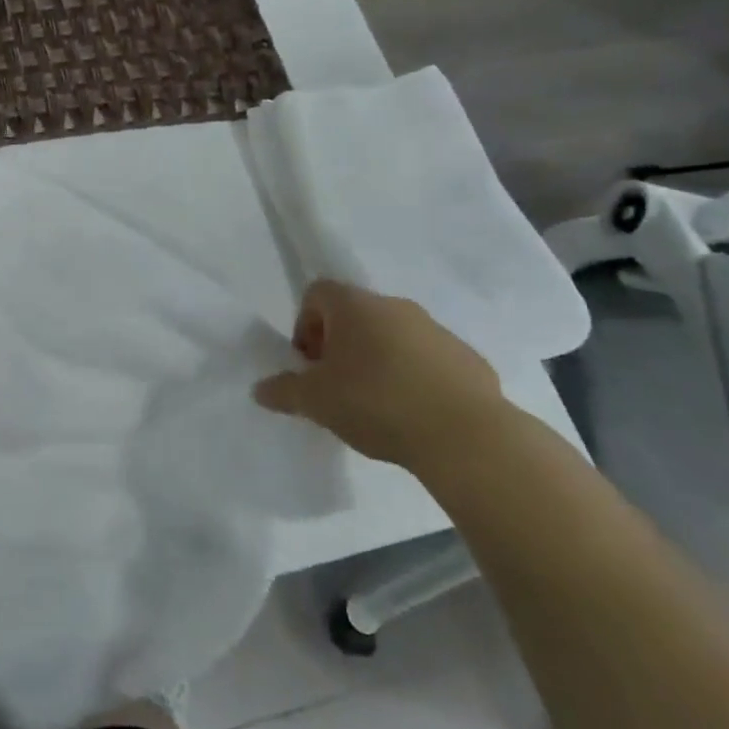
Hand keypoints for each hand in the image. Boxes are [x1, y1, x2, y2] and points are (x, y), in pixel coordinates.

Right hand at [252, 280, 510, 470]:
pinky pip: (428, 359)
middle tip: (336, 386)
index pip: (317, 292)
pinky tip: (414, 414)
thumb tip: (260, 389)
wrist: (466, 436)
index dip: (305, 324)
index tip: (310, 363)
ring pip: (394, 335)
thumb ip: (283, 391)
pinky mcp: (468, 359)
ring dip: (378, 359)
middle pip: (355, 314)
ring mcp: (437, 330)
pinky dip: (414, 377)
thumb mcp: (315, 401)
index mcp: (355, 306)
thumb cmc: (376, 403)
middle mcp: (396, 306)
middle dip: (340, 345)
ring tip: (376, 404)